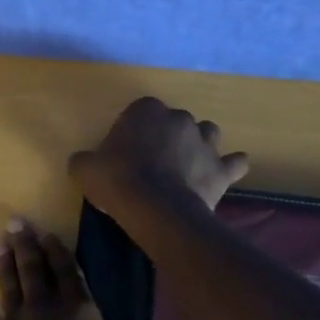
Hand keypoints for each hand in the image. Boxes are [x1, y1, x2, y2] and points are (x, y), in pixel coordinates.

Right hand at [68, 97, 250, 218]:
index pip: (141, 111)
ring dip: (200, 144)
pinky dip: (231, 166)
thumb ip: (85, 160)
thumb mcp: (85, 169)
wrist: (156, 209)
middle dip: (168, 136)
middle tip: (154, 162)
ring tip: (188, 164)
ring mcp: (204, 141)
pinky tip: (226, 172)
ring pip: (207, 133)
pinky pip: (234, 162)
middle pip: (174, 121)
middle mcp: (179, 118)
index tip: (127, 151)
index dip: (135, 131)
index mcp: (146, 110)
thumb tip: (84, 162)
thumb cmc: (117, 181)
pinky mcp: (221, 168)